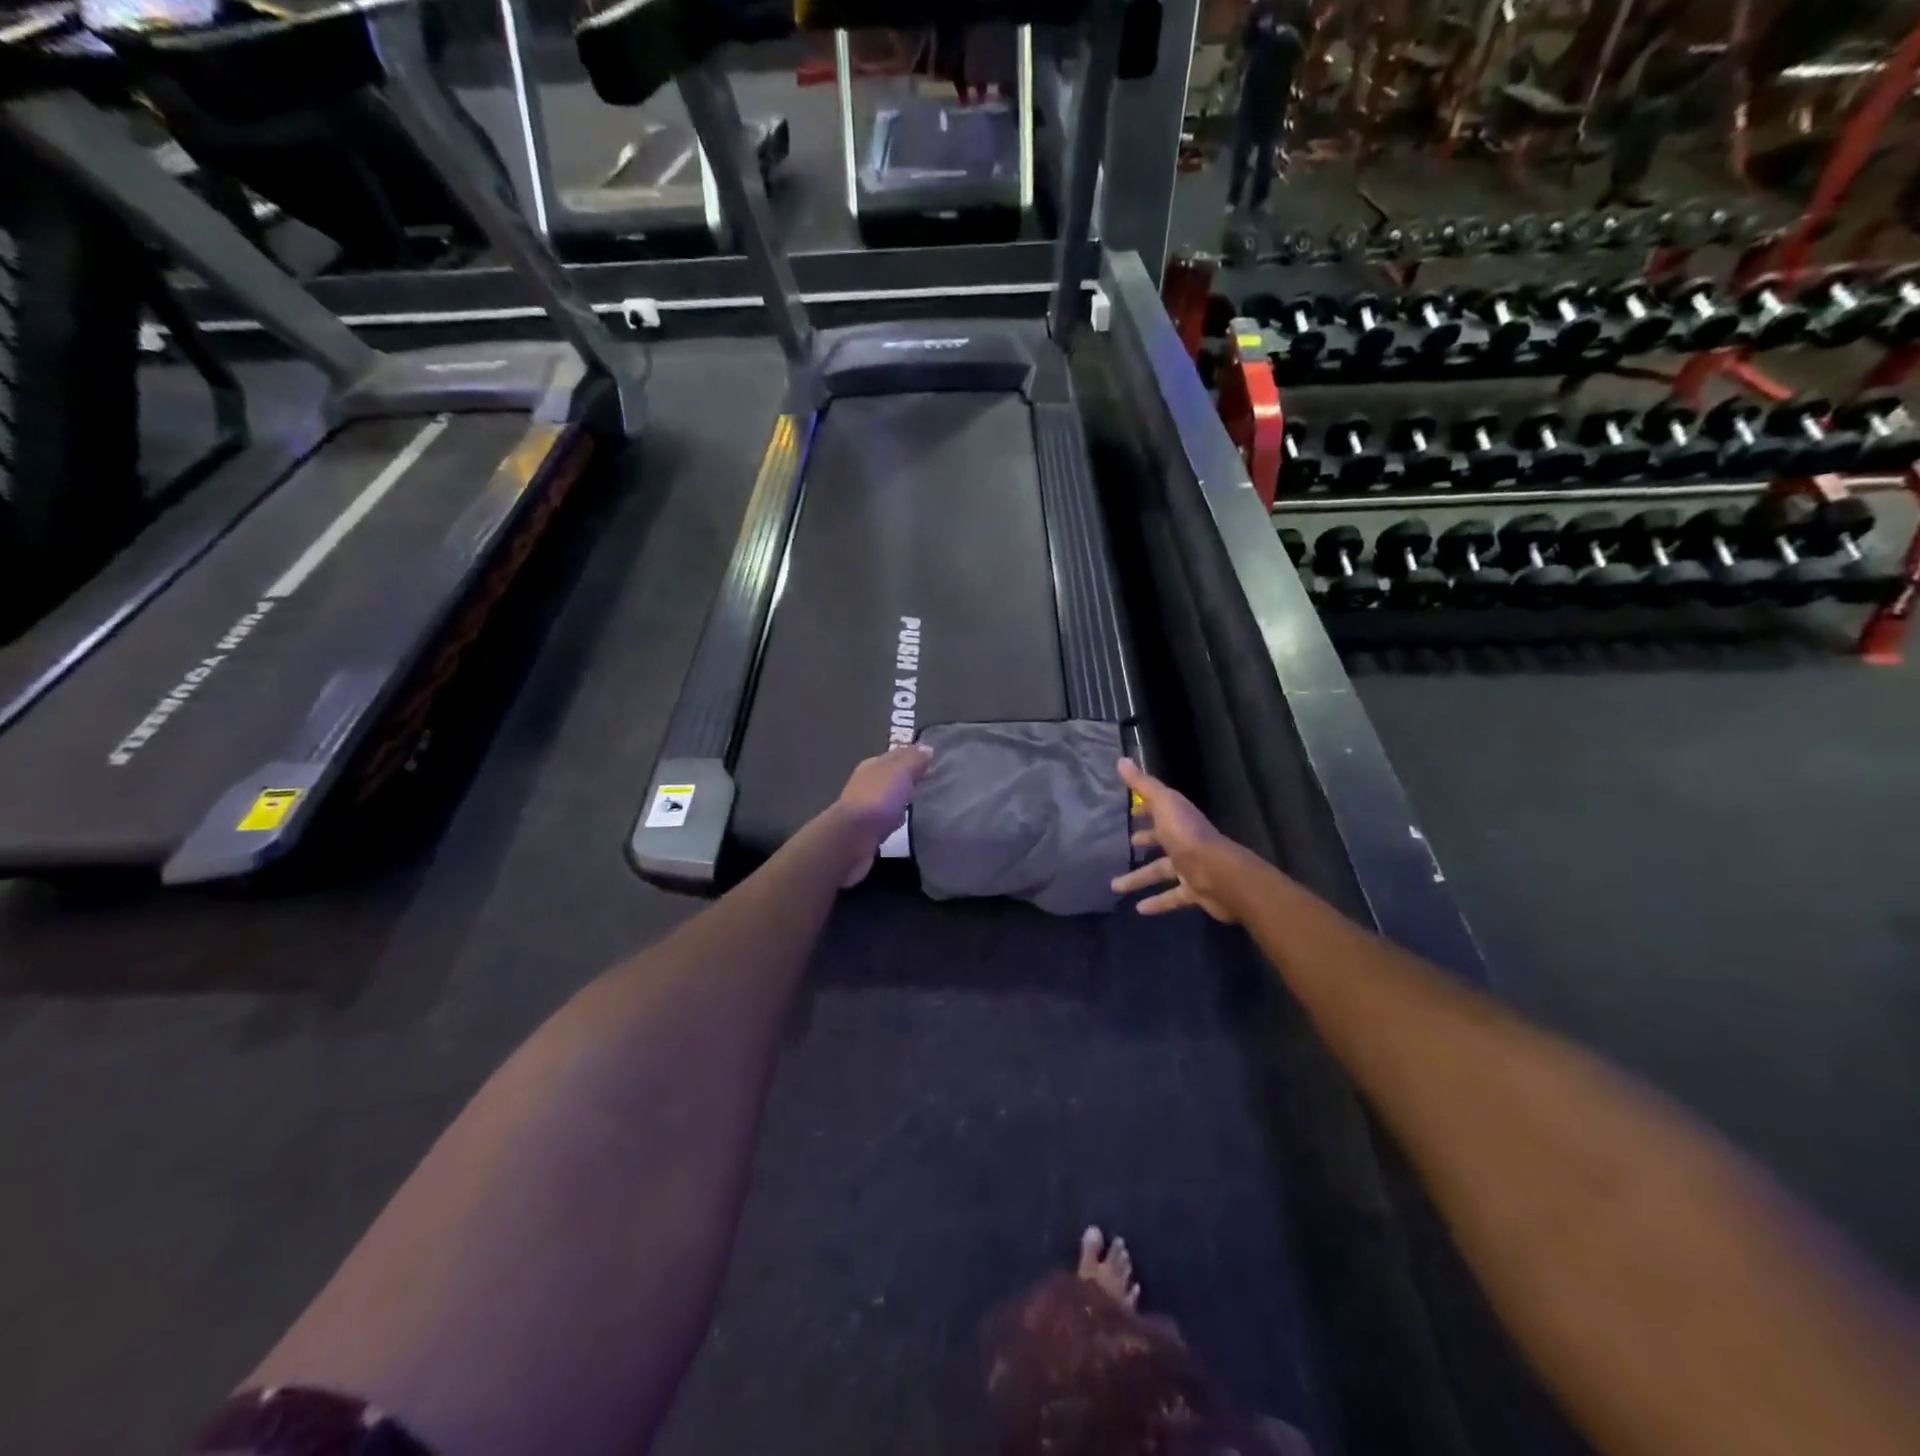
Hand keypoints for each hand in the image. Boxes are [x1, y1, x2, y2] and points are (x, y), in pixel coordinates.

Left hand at [834, 744, 932, 886]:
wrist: (852, 839)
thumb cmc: (877, 799)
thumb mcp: (899, 771)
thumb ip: (913, 759)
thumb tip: (926, 748)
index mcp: (872, 765)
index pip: (896, 755)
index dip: (914, 757)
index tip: (935, 762)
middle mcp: (865, 783)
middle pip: (891, 777)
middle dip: (908, 778)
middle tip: (933, 783)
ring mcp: (864, 807)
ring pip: (888, 798)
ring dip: (902, 799)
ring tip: (925, 804)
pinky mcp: (866, 830)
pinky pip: (886, 819)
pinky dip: (896, 818)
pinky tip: (908, 823)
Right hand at [1111, 759, 1240, 921]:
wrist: (1220, 875)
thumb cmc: (1188, 836)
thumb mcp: (1163, 804)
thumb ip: (1142, 785)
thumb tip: (1121, 760)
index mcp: (1178, 818)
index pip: (1159, 809)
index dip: (1145, 809)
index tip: (1129, 812)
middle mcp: (1185, 841)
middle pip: (1160, 840)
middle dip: (1143, 842)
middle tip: (1124, 846)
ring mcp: (1190, 867)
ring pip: (1160, 871)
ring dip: (1139, 878)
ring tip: (1115, 887)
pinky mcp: (1193, 891)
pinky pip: (1171, 897)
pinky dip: (1156, 903)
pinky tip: (1139, 910)